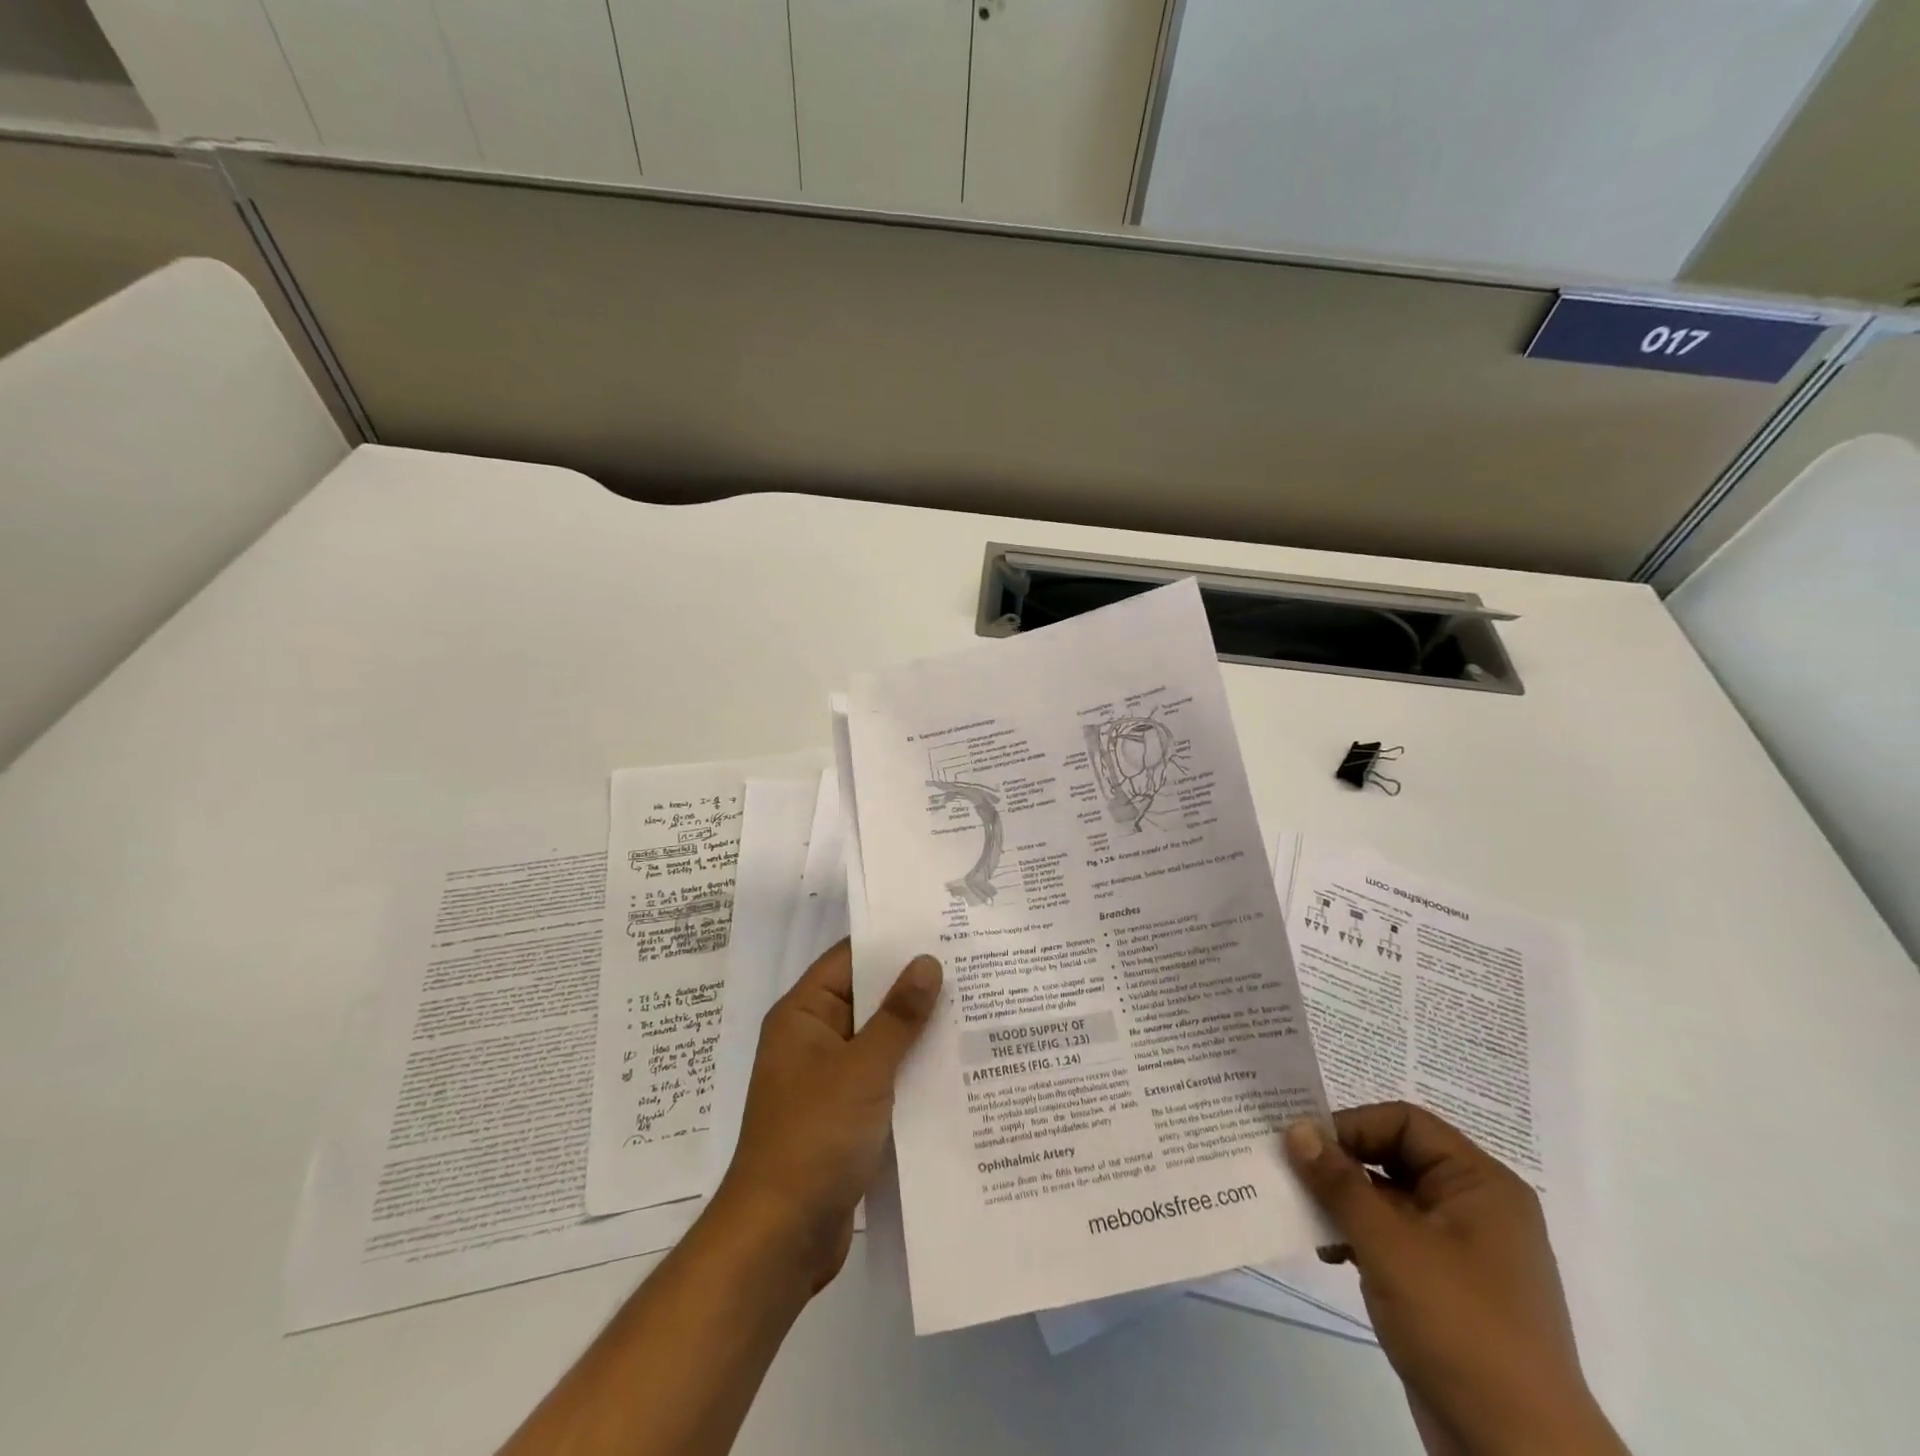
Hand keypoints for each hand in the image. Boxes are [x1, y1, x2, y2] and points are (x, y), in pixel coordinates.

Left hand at [713, 940, 941, 1293]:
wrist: (780, 1238)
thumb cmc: (814, 1138)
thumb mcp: (862, 1070)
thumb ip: (898, 1016)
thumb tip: (927, 961)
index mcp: (803, 1015)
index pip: (849, 959)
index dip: (892, 942)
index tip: (941, 928)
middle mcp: (814, 1039)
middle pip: (868, 998)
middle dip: (914, 987)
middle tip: (971, 966)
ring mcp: (830, 1079)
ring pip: (880, 1040)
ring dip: (919, 1031)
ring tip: (976, 1009)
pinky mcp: (847, 1115)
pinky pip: (884, 1078)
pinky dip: (913, 1070)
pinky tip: (958, 1066)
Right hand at [1284, 1104, 1626, 1455]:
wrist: (1519, 1453)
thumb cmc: (1461, 1326)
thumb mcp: (1390, 1245)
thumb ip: (1339, 1182)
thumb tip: (1295, 1128)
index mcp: (1480, 1184)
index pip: (1405, 1122)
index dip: (1353, 1125)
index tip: (1305, 1147)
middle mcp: (1474, 1206)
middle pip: (1394, 1156)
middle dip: (1341, 1164)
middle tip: (1291, 1172)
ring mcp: (1461, 1249)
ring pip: (1388, 1198)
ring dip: (1343, 1201)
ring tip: (1302, 1214)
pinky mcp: (1444, 1286)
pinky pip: (1392, 1237)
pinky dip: (1357, 1235)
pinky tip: (1327, 1250)